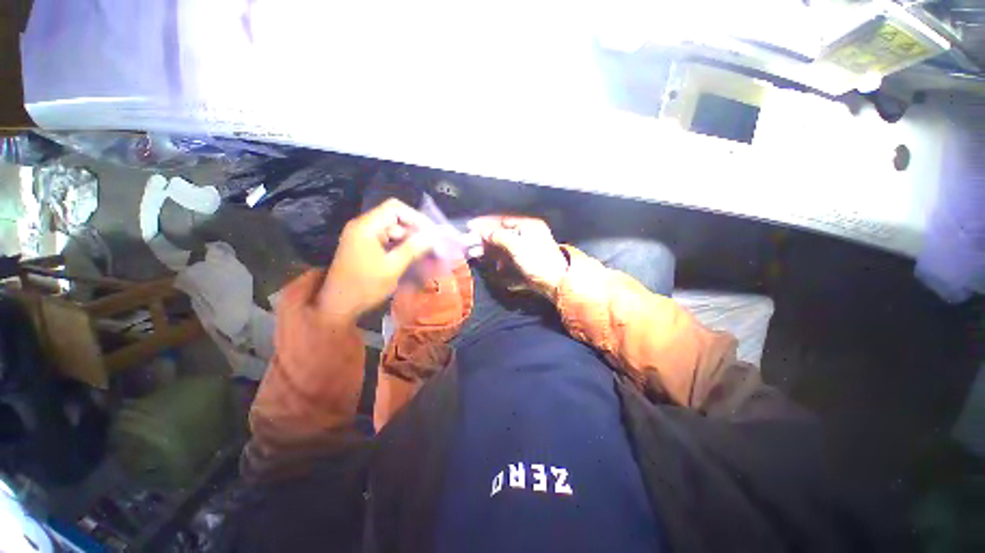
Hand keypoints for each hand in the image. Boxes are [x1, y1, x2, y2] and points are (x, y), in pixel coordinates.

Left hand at [318, 199, 434, 322]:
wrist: (338, 306)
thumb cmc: (365, 286)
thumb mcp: (393, 267)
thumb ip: (413, 249)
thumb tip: (432, 237)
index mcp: (366, 227)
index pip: (395, 208)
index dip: (416, 217)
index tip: (431, 232)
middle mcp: (363, 226)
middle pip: (393, 217)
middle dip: (414, 228)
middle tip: (431, 243)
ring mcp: (362, 236)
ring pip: (392, 228)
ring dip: (408, 238)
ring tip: (425, 250)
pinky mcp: (364, 246)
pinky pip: (386, 239)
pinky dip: (400, 244)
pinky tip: (412, 255)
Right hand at [467, 215, 568, 300]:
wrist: (555, 282)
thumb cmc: (537, 261)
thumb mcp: (516, 246)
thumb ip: (499, 236)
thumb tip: (483, 232)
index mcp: (528, 225)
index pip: (502, 220)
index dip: (486, 223)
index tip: (470, 226)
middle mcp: (527, 232)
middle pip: (502, 231)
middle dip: (485, 237)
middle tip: (470, 242)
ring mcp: (527, 246)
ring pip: (504, 243)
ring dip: (490, 248)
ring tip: (475, 253)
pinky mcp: (526, 258)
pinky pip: (509, 253)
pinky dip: (499, 257)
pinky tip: (493, 263)